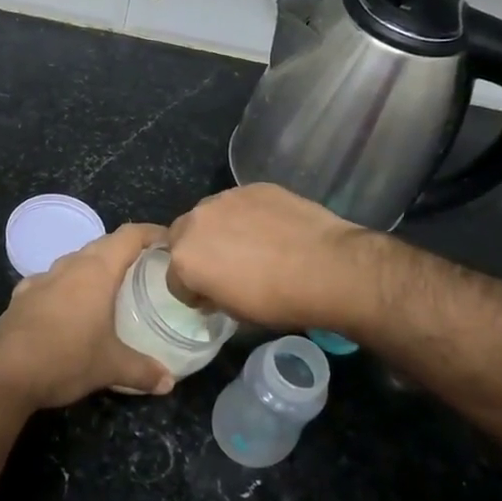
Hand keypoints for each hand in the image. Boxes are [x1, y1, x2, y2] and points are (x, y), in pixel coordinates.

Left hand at [0, 223, 173, 410]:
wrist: (4, 374)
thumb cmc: (66, 359)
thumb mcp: (111, 367)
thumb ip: (143, 371)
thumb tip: (169, 382)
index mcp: (96, 271)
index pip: (129, 236)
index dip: (151, 233)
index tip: (169, 241)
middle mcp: (69, 266)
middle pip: (102, 244)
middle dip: (125, 250)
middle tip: (146, 266)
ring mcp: (41, 279)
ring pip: (74, 261)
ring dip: (93, 267)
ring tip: (110, 286)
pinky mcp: (21, 296)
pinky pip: (50, 281)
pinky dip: (65, 286)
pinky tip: (67, 305)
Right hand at [167, 184, 377, 332]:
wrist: (327, 268)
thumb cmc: (278, 300)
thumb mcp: (236, 313)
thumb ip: (213, 294)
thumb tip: (214, 289)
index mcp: (186, 258)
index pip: (174, 279)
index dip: (191, 291)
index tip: (210, 298)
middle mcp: (196, 221)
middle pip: (182, 236)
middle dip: (196, 251)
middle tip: (224, 266)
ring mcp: (226, 198)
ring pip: (210, 214)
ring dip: (220, 229)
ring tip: (250, 244)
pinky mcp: (254, 187)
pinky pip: (240, 203)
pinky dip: (248, 215)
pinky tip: (271, 229)